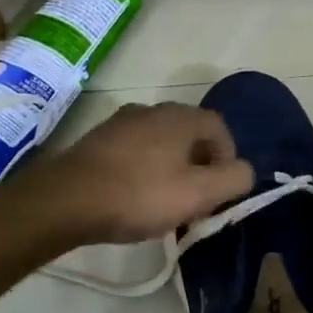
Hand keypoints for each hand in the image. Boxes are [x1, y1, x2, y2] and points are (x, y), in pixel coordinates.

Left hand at [26, 102, 254, 245]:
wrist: (67, 199)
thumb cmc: (139, 195)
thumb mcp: (199, 194)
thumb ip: (233, 179)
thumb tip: (245, 170)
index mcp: (180, 117)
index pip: (220, 128)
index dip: (228, 159)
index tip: (221, 192)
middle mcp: (152, 109)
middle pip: (190, 134)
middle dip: (200, 165)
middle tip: (196, 200)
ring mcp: (121, 122)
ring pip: (161, 142)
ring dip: (171, 168)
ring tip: (165, 203)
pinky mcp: (97, 140)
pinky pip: (134, 151)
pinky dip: (144, 169)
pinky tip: (133, 197)